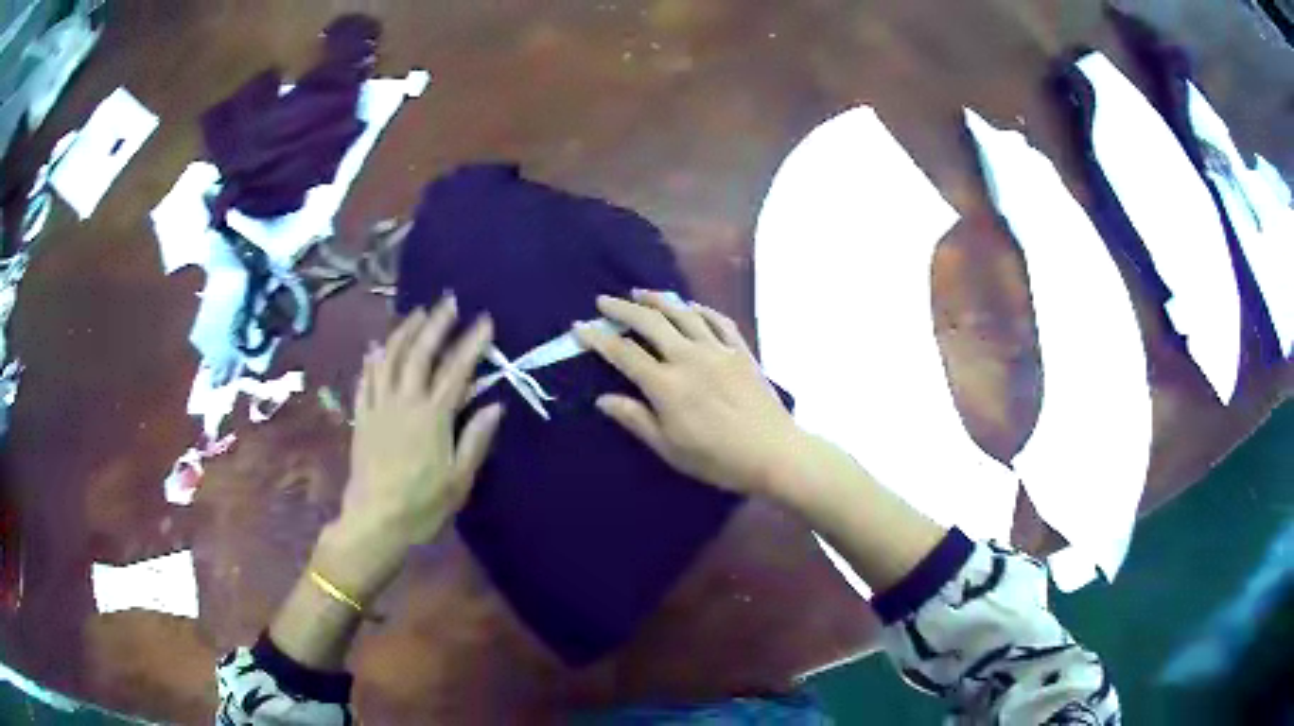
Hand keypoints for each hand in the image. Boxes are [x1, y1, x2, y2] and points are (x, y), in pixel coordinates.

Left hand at [323, 295, 504, 599]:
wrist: (375, 521)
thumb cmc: (423, 504)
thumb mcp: (459, 479)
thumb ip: (476, 438)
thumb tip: (495, 404)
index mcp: (433, 416)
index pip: (456, 370)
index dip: (472, 343)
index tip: (485, 321)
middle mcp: (404, 402)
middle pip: (420, 353)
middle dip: (436, 324)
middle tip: (448, 301)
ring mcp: (379, 406)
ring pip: (390, 359)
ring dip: (404, 332)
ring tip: (417, 314)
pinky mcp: (362, 417)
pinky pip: (366, 380)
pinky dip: (372, 360)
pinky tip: (376, 348)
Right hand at [573, 290, 800, 495]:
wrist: (773, 452)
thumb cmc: (717, 458)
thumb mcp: (669, 448)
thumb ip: (635, 419)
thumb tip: (603, 399)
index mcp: (666, 385)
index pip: (623, 353)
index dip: (597, 338)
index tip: (579, 326)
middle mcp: (688, 357)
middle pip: (650, 323)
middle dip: (623, 308)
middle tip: (604, 300)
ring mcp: (717, 350)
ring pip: (682, 313)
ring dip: (658, 299)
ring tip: (640, 293)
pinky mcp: (740, 350)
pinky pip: (717, 320)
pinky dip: (700, 309)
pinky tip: (690, 306)